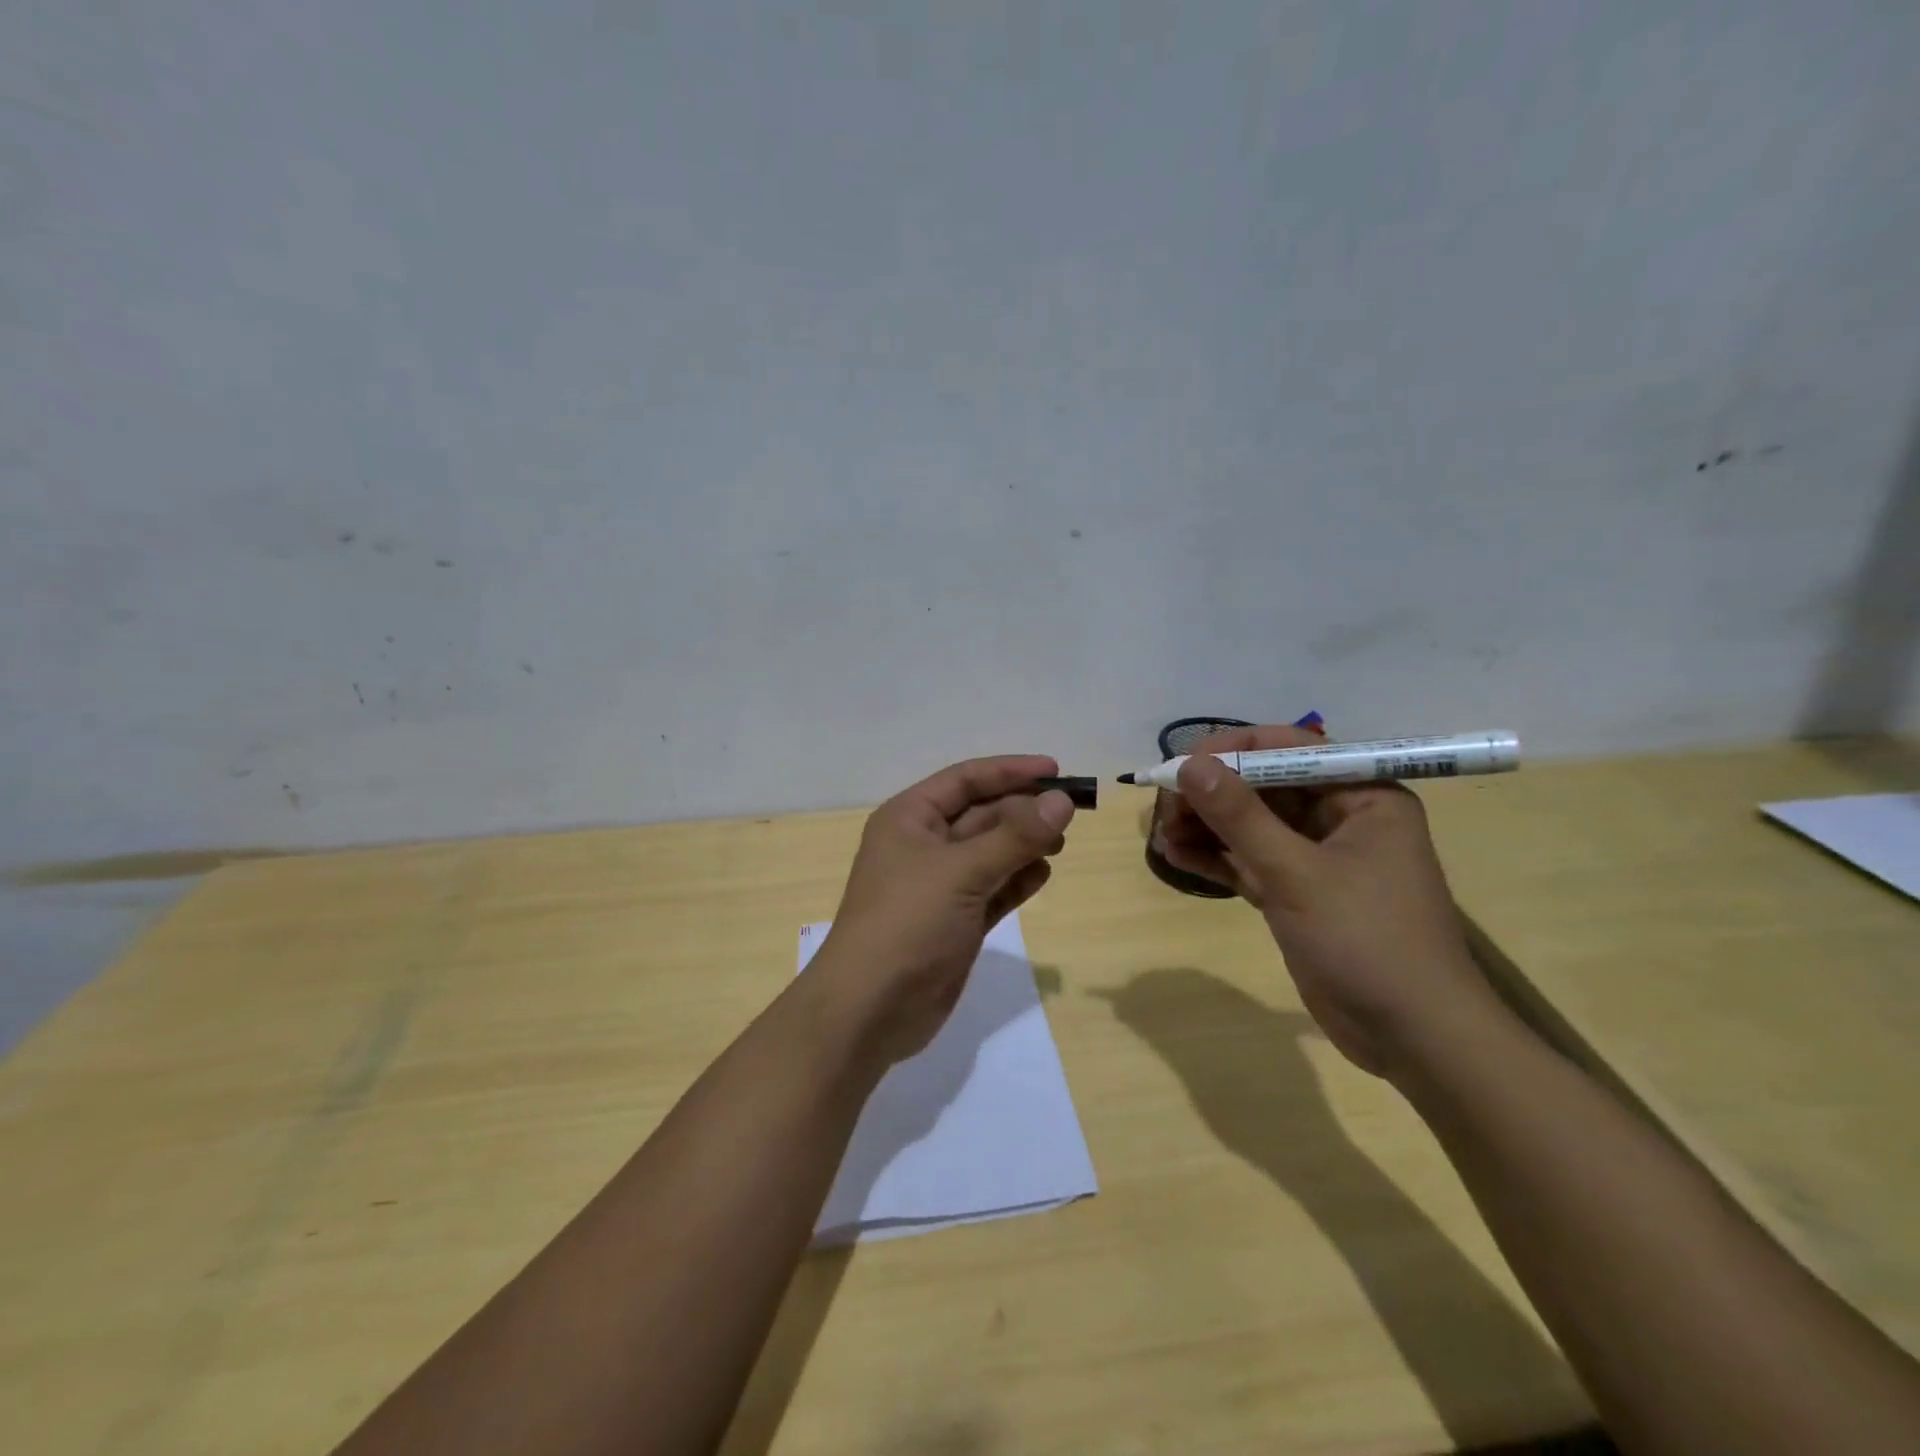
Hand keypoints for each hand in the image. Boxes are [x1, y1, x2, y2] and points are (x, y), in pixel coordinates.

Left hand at [810, 755, 1075, 1065]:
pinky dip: (1017, 880)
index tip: (1056, 770)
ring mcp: (940, 886)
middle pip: (982, 814)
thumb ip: (1015, 836)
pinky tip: (1044, 874)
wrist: (870, 1010)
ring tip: (1061, 842)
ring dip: (1024, 844)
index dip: (1010, 771)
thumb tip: (1062, 801)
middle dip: (1023, 810)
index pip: (965, 780)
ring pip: (990, 852)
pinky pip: (993, 889)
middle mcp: (923, 845)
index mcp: (910, 818)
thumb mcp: (961, 871)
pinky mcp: (956, 922)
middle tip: (1070, 813)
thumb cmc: (908, 923)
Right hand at [1157, 725, 1497, 1076]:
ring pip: (1251, 825)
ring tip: (1161, 835)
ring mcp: (1316, 857)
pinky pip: (1248, 860)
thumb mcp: (1297, 874)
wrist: (1412, 1037)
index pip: (1290, 750)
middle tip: (1164, 808)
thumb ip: (1240, 817)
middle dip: (1211, 795)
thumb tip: (1189, 766)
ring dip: (1205, 826)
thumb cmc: (1368, 940)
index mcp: (1362, 795)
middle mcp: (1340, 817)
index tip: (1184, 766)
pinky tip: (1175, 855)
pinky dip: (1215, 857)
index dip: (1233, 751)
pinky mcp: (1297, 893)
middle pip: (1263, 786)